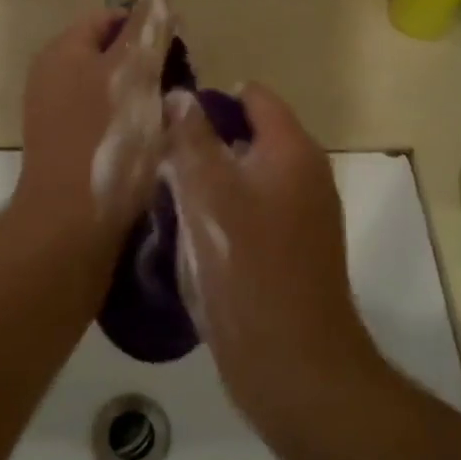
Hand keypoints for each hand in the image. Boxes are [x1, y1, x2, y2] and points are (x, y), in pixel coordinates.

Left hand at [10, 0, 175, 258]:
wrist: (72, 223)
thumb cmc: (107, 139)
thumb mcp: (136, 74)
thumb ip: (148, 30)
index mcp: (62, 52)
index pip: (108, 19)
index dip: (146, 26)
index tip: (180, 48)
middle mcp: (52, 78)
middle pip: (108, 55)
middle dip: (148, 64)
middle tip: (182, 85)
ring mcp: (54, 116)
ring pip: (109, 90)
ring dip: (143, 97)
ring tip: (173, 116)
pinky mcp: (65, 148)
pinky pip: (103, 121)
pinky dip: (130, 124)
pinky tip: (152, 144)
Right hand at [161, 84, 385, 426]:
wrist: (292, 363)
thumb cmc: (245, 267)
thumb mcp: (207, 193)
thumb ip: (191, 138)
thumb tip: (180, 96)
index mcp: (292, 149)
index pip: (252, 96)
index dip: (208, 98)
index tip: (166, 119)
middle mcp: (305, 173)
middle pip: (248, 136)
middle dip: (202, 141)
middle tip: (155, 159)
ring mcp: (303, 215)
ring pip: (246, 177)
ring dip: (208, 180)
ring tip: (163, 195)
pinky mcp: (292, 250)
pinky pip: (252, 212)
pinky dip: (222, 212)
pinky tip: (188, 233)